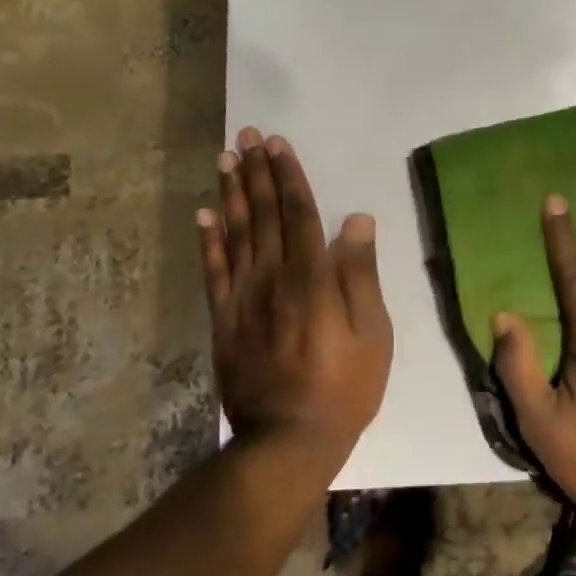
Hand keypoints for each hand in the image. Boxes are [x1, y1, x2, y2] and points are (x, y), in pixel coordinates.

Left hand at [198, 128, 392, 468]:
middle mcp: (273, 277)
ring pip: (236, 234)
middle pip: (264, 214)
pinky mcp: (224, 320)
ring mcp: (243, 298)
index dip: (289, 176)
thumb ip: (360, 274)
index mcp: (312, 277)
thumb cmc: (344, 386)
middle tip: (246, 136)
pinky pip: (213, 271)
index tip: (278, 144)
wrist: (288, 440)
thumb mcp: (372, 333)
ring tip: (225, 159)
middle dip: (257, 172)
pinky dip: (208, 240)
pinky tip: (204, 214)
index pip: (299, 213)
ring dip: (231, 193)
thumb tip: (356, 220)